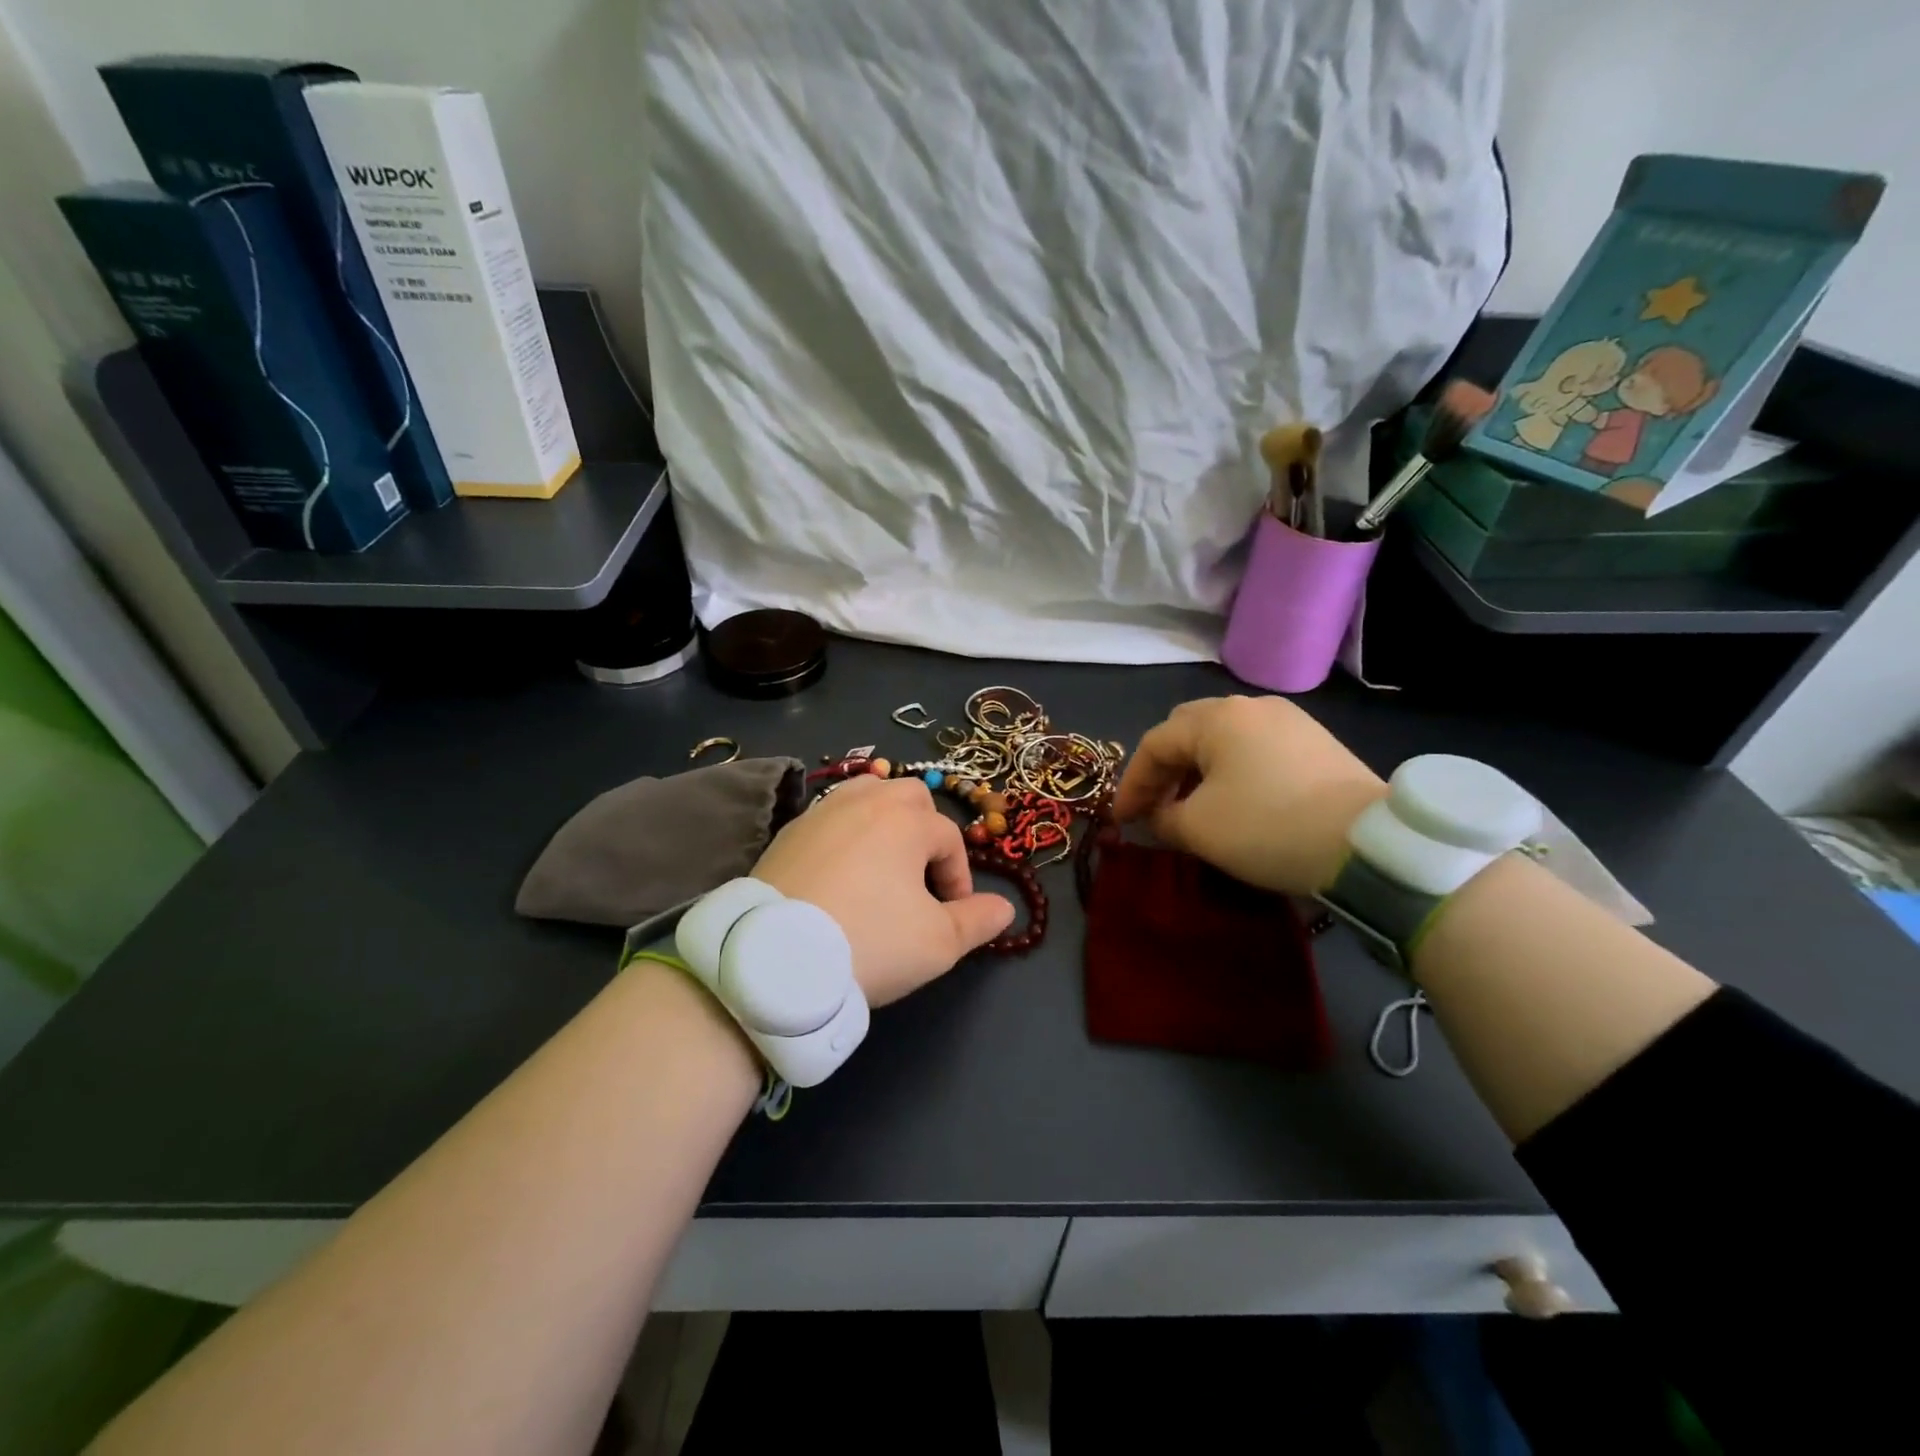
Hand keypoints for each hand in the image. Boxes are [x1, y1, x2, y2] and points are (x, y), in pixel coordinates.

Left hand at [751, 775, 1014, 1005]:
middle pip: (909, 798)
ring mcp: (821, 812)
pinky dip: (845, 832)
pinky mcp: (788, 832)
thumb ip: (978, 921)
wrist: (775, 958)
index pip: (949, 839)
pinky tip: (839, 870)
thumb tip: (1005, 908)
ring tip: (883, 863)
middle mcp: (865, 802)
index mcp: (906, 820)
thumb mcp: (938, 943)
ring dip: (884, 821)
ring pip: (866, 795)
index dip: (960, 878)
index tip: (953, 916)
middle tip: (920, 878)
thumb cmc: (869, 943)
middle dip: (925, 832)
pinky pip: (830, 816)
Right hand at [1113, 696, 1385, 894]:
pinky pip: (1255, 748)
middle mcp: (1250, 706)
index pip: (1155, 744)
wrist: (1369, 845)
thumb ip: (1163, 818)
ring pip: (1223, 739)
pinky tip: (1236, 801)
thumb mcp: (1200, 830)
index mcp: (1217, 718)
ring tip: (1193, 806)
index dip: (1132, 783)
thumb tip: (1158, 815)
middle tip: (1155, 805)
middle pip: (1188, 730)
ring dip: (1197, 770)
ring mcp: (1289, 720)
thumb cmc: (1269, 828)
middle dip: (1164, 769)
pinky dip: (1232, 771)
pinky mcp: (1315, 741)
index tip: (1122, 820)